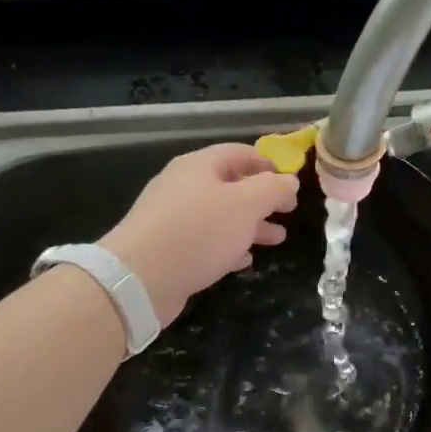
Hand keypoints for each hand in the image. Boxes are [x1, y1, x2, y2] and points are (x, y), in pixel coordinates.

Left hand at [101, 143, 298, 324]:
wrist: (139, 278)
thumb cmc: (199, 232)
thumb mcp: (247, 204)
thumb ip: (273, 189)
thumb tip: (289, 180)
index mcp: (199, 166)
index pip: (240, 153)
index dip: (269, 163)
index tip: (291, 181)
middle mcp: (183, 186)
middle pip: (231, 185)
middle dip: (263, 199)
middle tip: (288, 212)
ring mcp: (172, 218)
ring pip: (220, 215)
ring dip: (250, 225)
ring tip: (276, 239)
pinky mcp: (166, 248)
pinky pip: (204, 240)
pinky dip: (228, 245)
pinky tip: (244, 259)